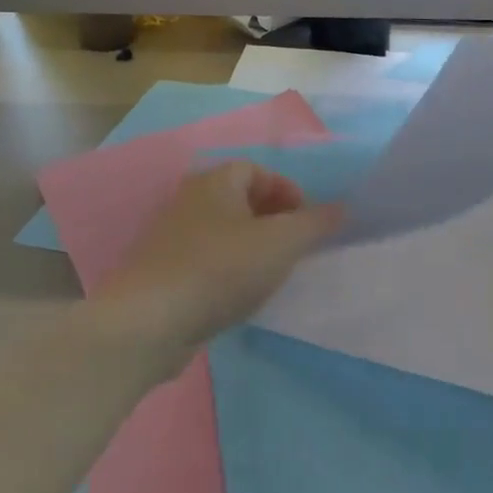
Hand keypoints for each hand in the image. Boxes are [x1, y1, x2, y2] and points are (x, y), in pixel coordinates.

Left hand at [94, 161, 343, 351]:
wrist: (150, 321)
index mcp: (214, 182)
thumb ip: (315, 223)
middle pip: (240, 200)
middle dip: (273, 220)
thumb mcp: (281, 243)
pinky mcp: (163, 273)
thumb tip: (342, 207)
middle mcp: (189, 201)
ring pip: (224, 233)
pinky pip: (207, 261)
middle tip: (295, 248)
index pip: (257, 170)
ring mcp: (172, 238)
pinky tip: (240, 297)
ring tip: (273, 274)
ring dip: (252, 247)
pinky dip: (229, 271)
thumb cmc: (221, 269)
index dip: (287, 191)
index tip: (307, 222)